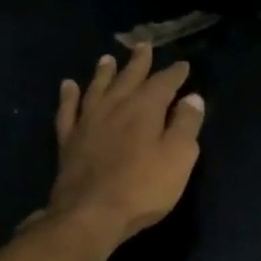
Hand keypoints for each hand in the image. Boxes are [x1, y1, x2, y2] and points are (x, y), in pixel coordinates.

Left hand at [44, 44, 204, 242]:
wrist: (91, 215)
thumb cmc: (144, 187)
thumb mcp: (179, 157)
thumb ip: (187, 125)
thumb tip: (193, 98)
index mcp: (145, 108)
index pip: (164, 83)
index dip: (175, 73)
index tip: (183, 65)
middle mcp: (115, 106)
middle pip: (129, 77)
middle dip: (139, 62)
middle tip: (143, 46)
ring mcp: (88, 122)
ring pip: (97, 88)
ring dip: (104, 72)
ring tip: (107, 58)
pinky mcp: (69, 140)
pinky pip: (68, 110)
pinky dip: (68, 96)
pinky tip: (68, 86)